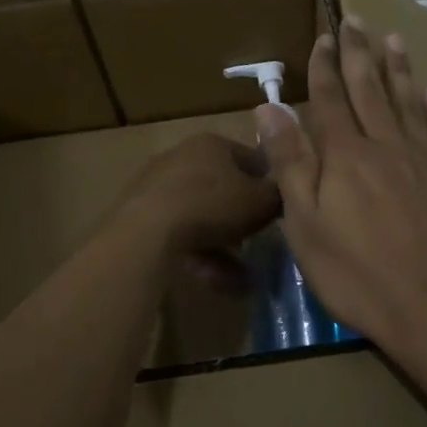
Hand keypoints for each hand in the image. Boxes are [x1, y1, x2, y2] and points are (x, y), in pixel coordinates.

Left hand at [109, 133, 280, 265]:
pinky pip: (179, 234)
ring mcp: (157, 186)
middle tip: (258, 243)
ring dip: (223, 246)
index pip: (252, 159)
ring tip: (242, 278)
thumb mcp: (262, 201)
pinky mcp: (139, 215)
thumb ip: (279, 195)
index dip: (270, 184)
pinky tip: (217, 282)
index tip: (280, 210)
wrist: (147, 231)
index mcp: (212, 144)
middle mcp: (182, 157)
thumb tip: (286, 195)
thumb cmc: (212, 205)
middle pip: (224, 189)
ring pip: (201, 217)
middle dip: (242, 219)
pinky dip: (200, 255)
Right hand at [256, 18, 426, 345]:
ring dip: (398, 68)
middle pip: (369, 89)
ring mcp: (421, 159)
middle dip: (359, 53)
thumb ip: (289, 163)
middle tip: (355, 21)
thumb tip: (268, 109)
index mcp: (344, 155)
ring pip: (406, 101)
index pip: (329, 99)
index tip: (323, 37)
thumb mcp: (305, 224)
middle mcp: (384, 145)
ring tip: (392, 39)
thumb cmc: (358, 272)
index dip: (324, 67)